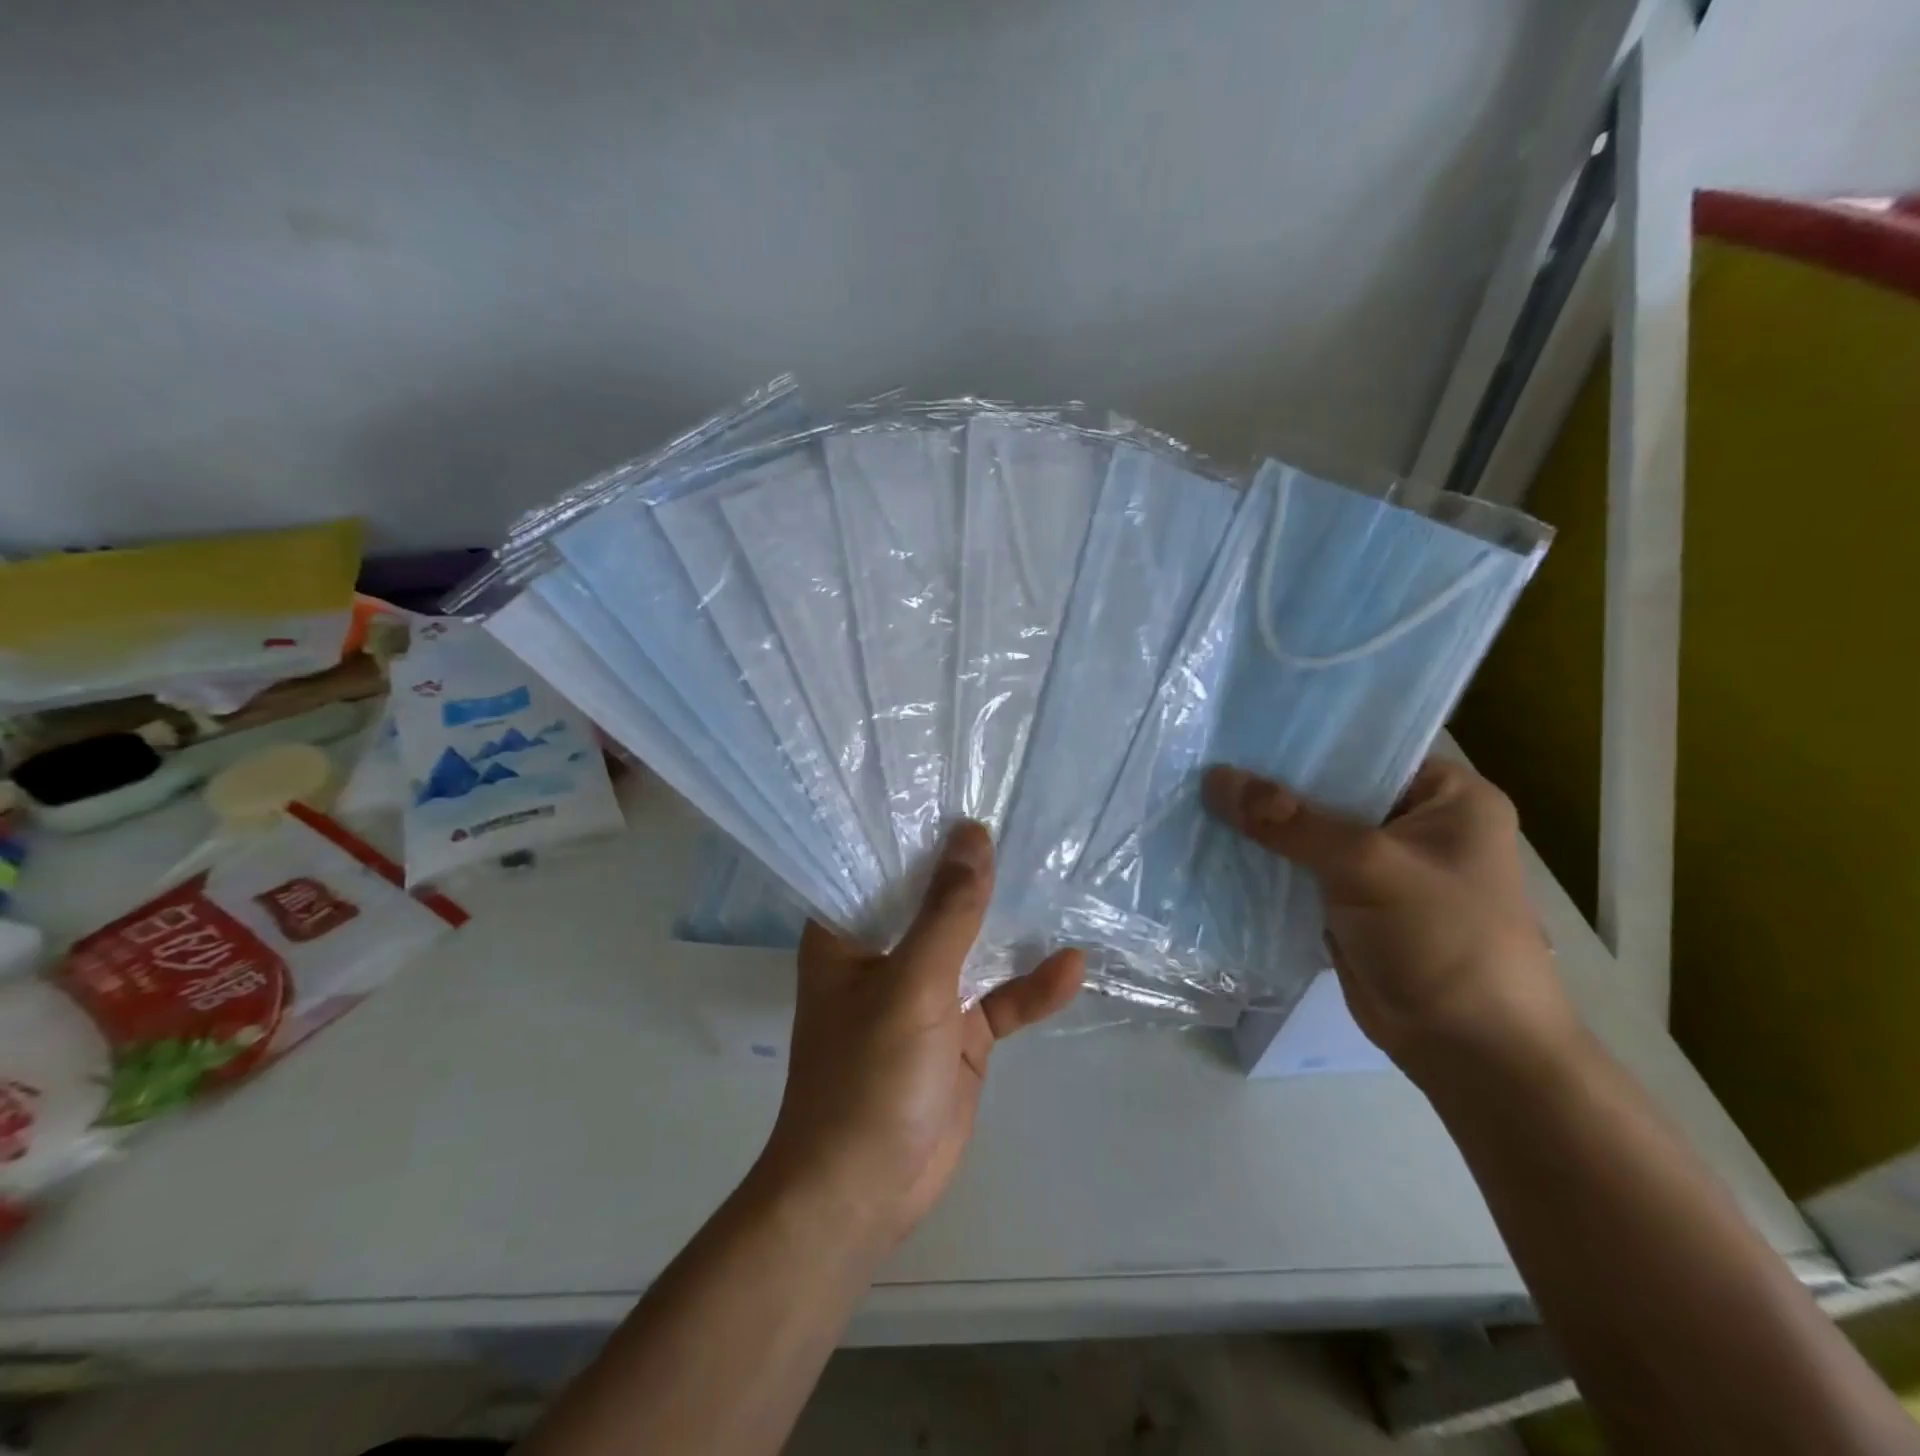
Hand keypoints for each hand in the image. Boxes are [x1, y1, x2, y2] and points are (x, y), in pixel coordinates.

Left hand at [758, 822, 1084, 1244]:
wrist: (865, 1192)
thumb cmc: (868, 1075)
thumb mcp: (912, 983)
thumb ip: (948, 911)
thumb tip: (973, 835)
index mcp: (847, 933)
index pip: (877, 863)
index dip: (913, 827)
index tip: (956, 786)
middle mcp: (884, 954)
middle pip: (931, 899)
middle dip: (971, 868)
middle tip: (1018, 817)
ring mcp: (924, 994)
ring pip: (971, 945)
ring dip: (1007, 923)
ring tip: (1051, 875)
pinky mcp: (958, 1034)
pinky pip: (999, 1000)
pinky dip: (1031, 987)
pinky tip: (1072, 967)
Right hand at [1203, 756, 1576, 1077]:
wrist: (1468, 1051)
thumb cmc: (1442, 940)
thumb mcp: (1367, 866)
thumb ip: (1288, 821)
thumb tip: (1215, 778)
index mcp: (1448, 796)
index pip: (1365, 747)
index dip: (1304, 740)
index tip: (1239, 726)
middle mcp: (1416, 823)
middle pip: (1331, 789)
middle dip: (1272, 782)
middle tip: (1205, 757)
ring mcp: (1382, 865)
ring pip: (1310, 830)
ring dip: (1263, 824)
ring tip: (1197, 793)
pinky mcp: (1352, 901)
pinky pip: (1300, 868)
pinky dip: (1266, 860)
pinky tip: (1215, 842)